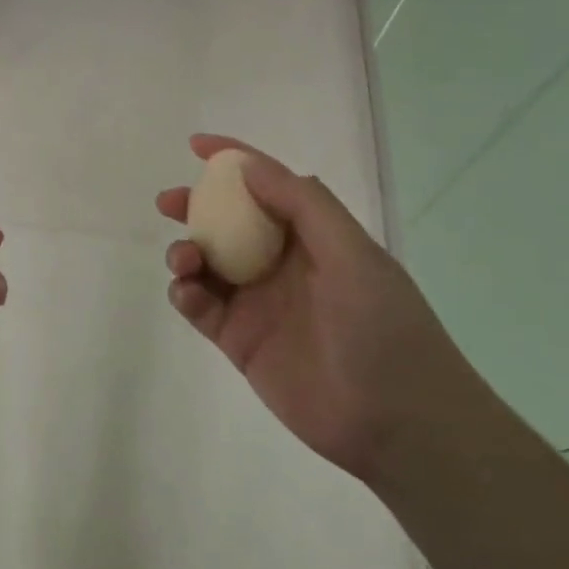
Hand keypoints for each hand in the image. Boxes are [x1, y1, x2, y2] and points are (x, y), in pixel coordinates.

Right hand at [157, 135, 476, 481]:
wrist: (398, 422)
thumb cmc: (383, 327)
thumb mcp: (352, 253)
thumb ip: (302, 204)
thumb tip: (248, 166)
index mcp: (312, 237)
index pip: (268, 186)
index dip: (233, 160)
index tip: (196, 145)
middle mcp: (281, 263)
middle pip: (227, 222)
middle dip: (196, 206)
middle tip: (170, 203)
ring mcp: (257, 303)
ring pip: (207, 263)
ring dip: (186, 251)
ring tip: (185, 259)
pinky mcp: (239, 340)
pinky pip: (200, 307)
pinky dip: (186, 294)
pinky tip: (189, 294)